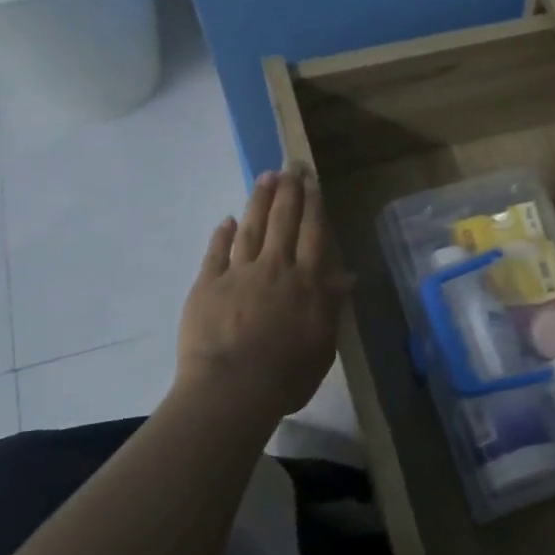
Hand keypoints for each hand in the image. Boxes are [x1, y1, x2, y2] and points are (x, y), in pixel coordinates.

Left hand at [177, 166, 352, 419]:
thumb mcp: (323, 345)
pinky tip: (226, 220)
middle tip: (290, 166)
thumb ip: (332, 306)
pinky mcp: (207, 285)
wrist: (232, 389)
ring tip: (265, 177)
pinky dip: (221, 234)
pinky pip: (216, 253)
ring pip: (251, 228)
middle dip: (288, 191)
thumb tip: (347, 275)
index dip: (314, 206)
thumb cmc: (287, 374)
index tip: (313, 182)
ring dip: (258, 201)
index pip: (314, 235)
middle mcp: (275, 269)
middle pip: (283, 222)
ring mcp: (238, 274)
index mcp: (307, 283)